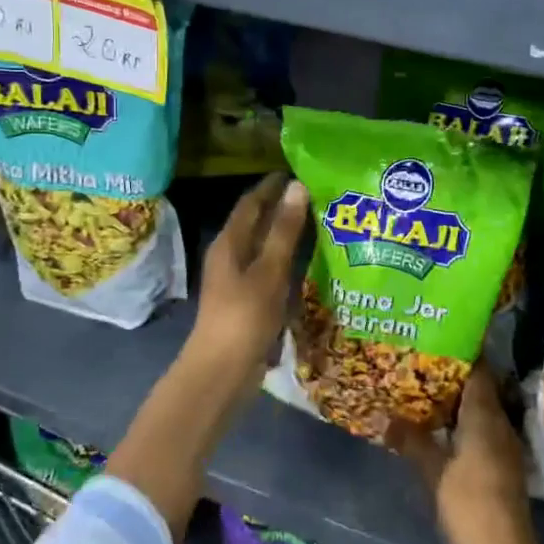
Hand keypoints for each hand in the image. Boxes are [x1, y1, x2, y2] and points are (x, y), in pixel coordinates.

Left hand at [187, 173, 309, 389]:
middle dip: (284, 207)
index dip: (273, 185)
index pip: (252, 202)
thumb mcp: (269, 270)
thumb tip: (297, 186)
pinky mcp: (248, 301)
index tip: (300, 170)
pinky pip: (270, 270)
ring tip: (321, 223)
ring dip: (288, 234)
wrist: (221, 372)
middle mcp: (231, 256)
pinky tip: (311, 264)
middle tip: (319, 195)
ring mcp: (238, 280)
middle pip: (258, 223)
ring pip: (265, 247)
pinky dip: (288, 260)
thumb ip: (284, 230)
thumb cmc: (244, 316)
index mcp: (229, 243)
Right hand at [390, 364, 541, 543]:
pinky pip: (484, 427)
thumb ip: (411, 440)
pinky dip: (465, 420)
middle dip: (454, 374)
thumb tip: (385, 416)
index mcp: (485, 415)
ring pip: (482, 408)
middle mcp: (500, 422)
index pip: (478, 369)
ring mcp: (505, 443)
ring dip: (458, 399)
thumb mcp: (433, 472)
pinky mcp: (504, 463)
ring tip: (426, 391)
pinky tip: (443, 427)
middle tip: (423, 363)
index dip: (460, 352)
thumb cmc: (469, 505)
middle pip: (479, 387)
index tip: (437, 339)